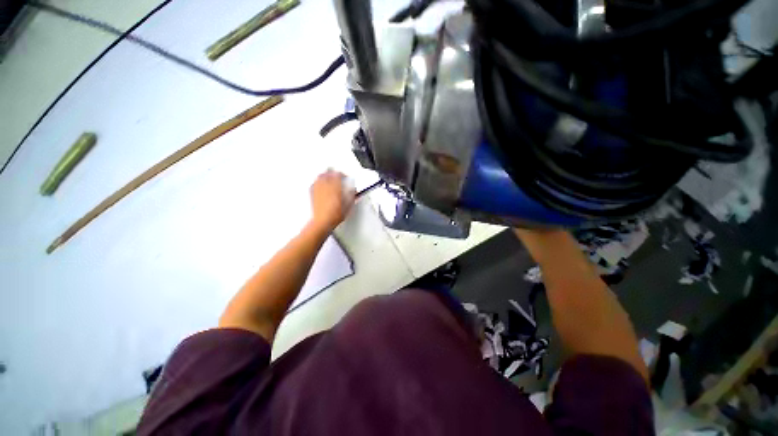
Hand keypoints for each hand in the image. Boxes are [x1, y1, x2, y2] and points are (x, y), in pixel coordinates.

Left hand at [309, 169, 355, 232]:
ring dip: (325, 175)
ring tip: (329, 178)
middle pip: (328, 173)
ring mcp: (318, 189)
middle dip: (334, 173)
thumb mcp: (349, 205)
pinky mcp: (312, 194)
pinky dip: (318, 182)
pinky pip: (314, 183)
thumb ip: (351, 195)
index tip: (345, 178)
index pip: (338, 174)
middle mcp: (325, 186)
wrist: (323, 221)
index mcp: (335, 187)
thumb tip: (353, 191)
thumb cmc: (335, 215)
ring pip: (320, 176)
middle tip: (337, 176)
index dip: (343, 175)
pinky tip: (320, 184)